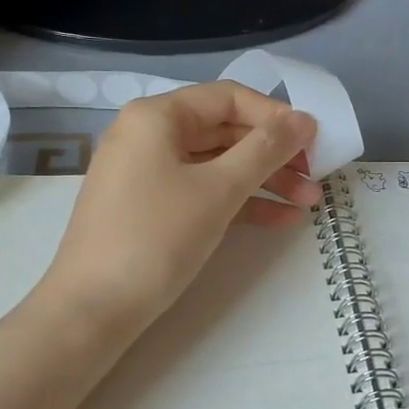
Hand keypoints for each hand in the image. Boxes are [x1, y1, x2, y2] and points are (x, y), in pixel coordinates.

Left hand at [38, 81, 321, 329]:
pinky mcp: (150, 209)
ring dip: (264, 182)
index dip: (275, 116)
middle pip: (224, 131)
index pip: (228, 98)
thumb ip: (265, 150)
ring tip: (309, 204)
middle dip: (274, 155)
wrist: (92, 310)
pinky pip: (202, 193)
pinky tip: (280, 220)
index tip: (314, 142)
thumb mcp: (217, 190)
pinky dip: (238, 203)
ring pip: (216, 166)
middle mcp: (148, 136)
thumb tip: (304, 120)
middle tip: (316, 178)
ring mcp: (147, 174)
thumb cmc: (156, 238)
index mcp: (157, 117)